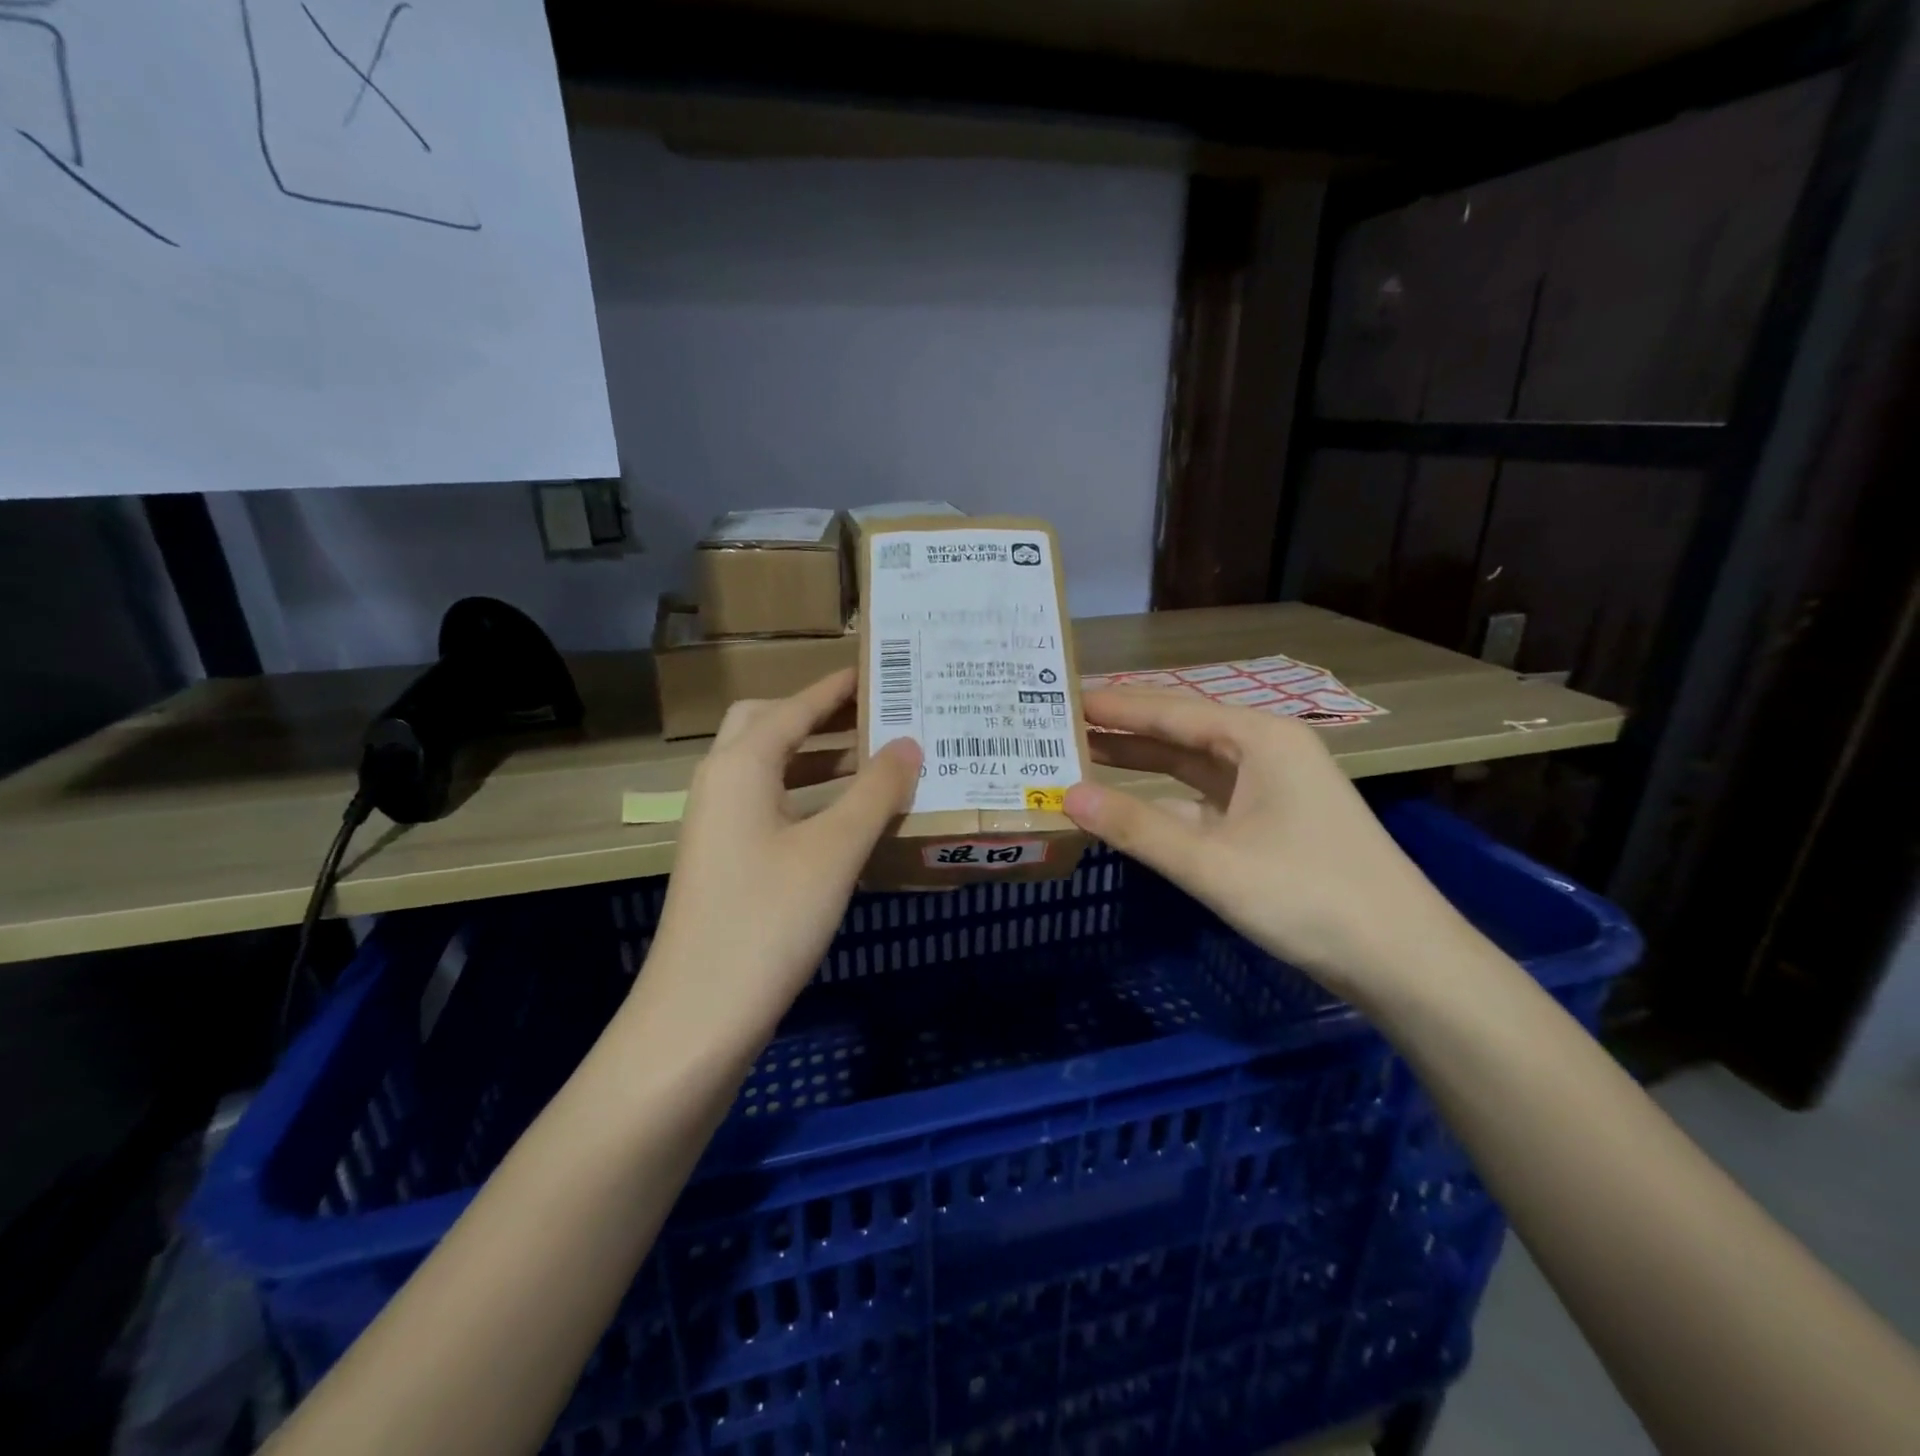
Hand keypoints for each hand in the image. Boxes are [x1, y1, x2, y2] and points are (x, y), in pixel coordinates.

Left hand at [640, 670, 921, 1052]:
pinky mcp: (727, 860)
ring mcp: (720, 825)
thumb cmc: (768, 919)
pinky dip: (808, 796)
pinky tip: (848, 817)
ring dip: (817, 758)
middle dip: (819, 716)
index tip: (882, 671)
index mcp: (740, 766)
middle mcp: (722, 783)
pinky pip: (771, 805)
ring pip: (770, 769)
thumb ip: (875, 792)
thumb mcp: (833, 850)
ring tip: (875, 760)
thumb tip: (910, 744)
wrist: (698, 1016)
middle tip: (874, 716)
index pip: (795, 707)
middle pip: (769, 727)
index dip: (837, 688)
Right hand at [1063, 688, 1473, 1006]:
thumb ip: (1137, 828)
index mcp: (1259, 739)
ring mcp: (1271, 789)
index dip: (1115, 706)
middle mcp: (1266, 752)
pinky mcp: (1271, 824)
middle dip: (1123, 732)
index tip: (1064, 696)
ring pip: (1191, 768)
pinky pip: (1204, 802)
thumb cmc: (1309, 896)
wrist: (1403, 959)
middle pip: (1180, 733)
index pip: (1171, 711)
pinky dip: (1165, 803)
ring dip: (1141, 766)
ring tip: (1082, 758)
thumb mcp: (1212, 862)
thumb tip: (1068, 796)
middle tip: (1061, 726)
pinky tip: (1128, 808)